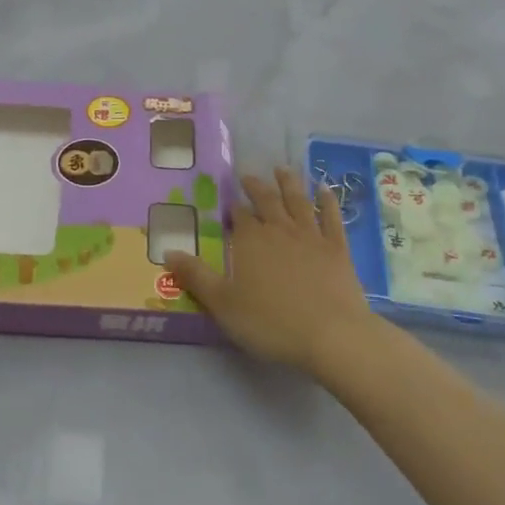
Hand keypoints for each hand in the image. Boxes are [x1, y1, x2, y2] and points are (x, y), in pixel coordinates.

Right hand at [165, 167, 379, 375]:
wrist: (331, 335)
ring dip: (289, 183)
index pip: (239, 215)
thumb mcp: (223, 304)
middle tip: (248, 175)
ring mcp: (312, 236)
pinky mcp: (338, 248)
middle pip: (267, 201)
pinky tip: (325, 190)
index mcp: (250, 240)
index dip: (233, 207)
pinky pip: (332, 217)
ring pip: (298, 201)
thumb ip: (196, 276)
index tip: (228, 201)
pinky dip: (328, 201)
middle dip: (256, 187)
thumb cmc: (272, 322)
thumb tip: (167, 251)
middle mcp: (279, 229)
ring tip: (282, 169)